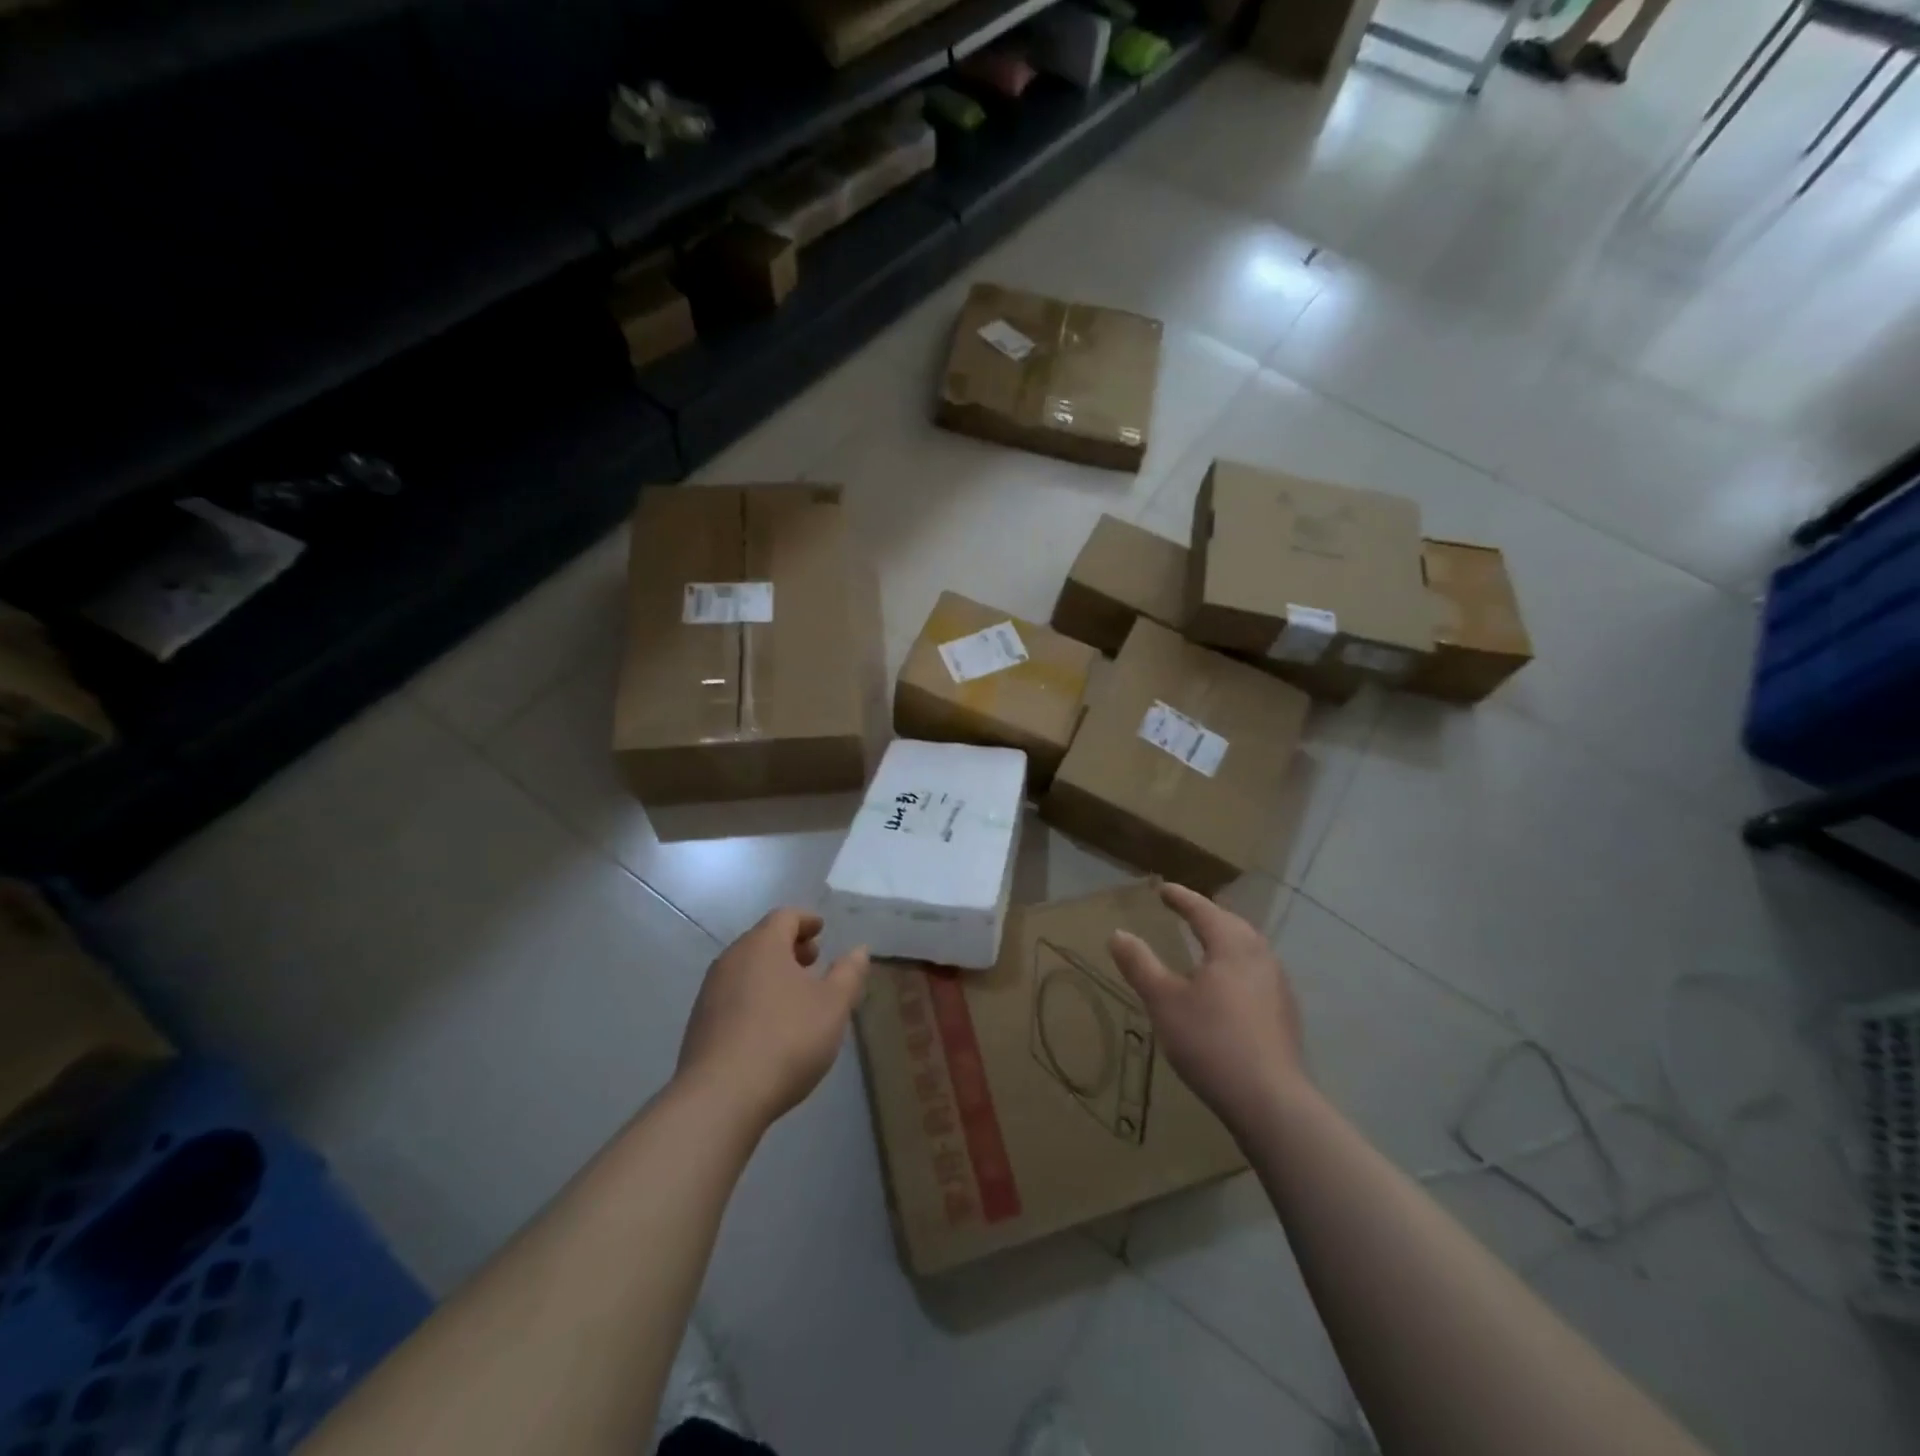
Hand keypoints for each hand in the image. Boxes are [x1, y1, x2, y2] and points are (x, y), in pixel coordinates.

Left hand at [675, 908, 870, 1132]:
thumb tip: (859, 950)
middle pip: (762, 940)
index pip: (785, 917)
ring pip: (746, 968)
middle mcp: (731, 959)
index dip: (806, 920)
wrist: (720, 1097)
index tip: (821, 929)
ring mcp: (710, 991)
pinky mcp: (700, 1023)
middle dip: (789, 946)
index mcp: (763, 945)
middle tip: (813, 961)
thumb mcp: (833, 1006)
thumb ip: (848, 974)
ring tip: (794, 995)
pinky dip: (754, 995)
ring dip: (771, 972)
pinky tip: (769, 1023)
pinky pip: (733, 994)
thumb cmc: (786, 1039)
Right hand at [1109, 883, 1307, 1132]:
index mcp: (1232, 945)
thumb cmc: (1211, 1041)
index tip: (1163, 889)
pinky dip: (1236, 967)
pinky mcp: (1285, 1014)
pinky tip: (1226, 987)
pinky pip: (1256, 974)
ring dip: (1225, 940)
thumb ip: (1140, 964)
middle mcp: (1261, 957)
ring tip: (1205, 945)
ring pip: (1248, 949)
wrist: (1270, 1101)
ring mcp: (1278, 986)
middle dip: (1207, 915)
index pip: (1203, 910)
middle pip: (1231, 925)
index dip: (1181, 898)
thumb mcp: (1163, 1001)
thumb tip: (1118, 934)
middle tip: (1185, 911)